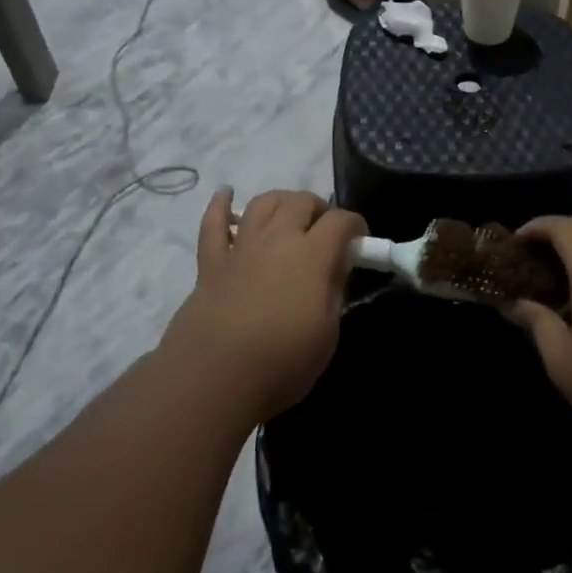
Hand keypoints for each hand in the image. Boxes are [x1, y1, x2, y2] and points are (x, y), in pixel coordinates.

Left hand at [160, 188, 364, 423]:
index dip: (355, 225)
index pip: (341, 221)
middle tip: (326, 230)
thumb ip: (334, 290)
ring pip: (263, 203)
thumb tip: (337, 265)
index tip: (360, 241)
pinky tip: (226, 194)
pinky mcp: (211, 263)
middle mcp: (277, 239)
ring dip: (281, 201)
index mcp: (312, 255)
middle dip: (319, 208)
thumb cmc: (282, 362)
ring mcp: (241, 248)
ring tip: (290, 215)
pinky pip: (213, 224)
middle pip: (301, 201)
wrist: (214, 378)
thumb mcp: (327, 332)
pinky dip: (220, 205)